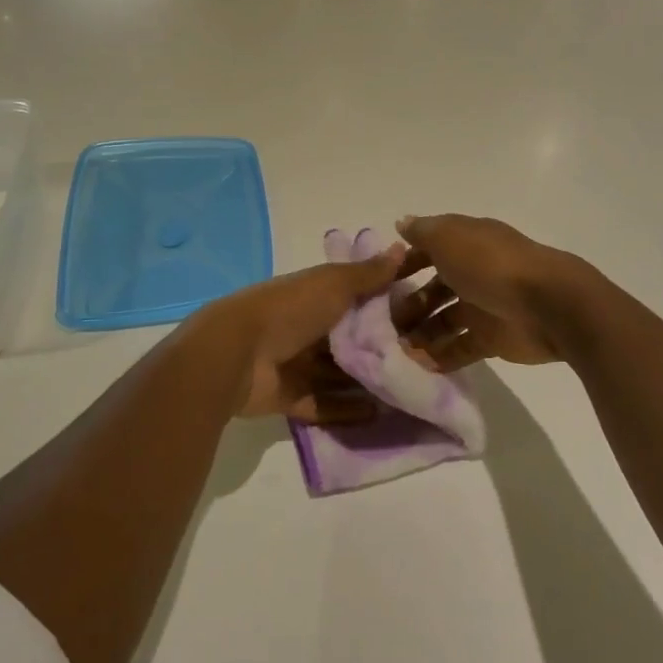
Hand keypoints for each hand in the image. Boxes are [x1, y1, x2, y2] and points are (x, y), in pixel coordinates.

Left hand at [194, 244, 406, 421]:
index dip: (389, 304)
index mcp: (315, 296)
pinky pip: (325, 404)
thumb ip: (368, 273)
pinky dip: (348, 409)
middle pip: (352, 339)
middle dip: (383, 348)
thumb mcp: (333, 284)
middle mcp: (308, 329)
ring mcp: (297, 364)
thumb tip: (402, 248)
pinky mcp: (291, 397)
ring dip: (369, 381)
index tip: (427, 314)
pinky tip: (380, 414)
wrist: (236, 354)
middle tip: (426, 360)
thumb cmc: (289, 310)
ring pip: (340, 374)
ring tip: (409, 391)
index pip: (359, 299)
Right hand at [390, 214, 588, 370]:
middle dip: (407, 306)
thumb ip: (423, 232)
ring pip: (442, 322)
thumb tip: (402, 223)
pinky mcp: (491, 339)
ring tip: (394, 351)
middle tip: (380, 326)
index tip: (379, 282)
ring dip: (419, 335)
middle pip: (432, 290)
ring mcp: (482, 307)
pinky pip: (459, 349)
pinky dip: (439, 358)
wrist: (549, 304)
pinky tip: (415, 367)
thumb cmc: (492, 265)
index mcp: (465, 244)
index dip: (403, 264)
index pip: (427, 251)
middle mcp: (472, 273)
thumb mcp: (450, 238)